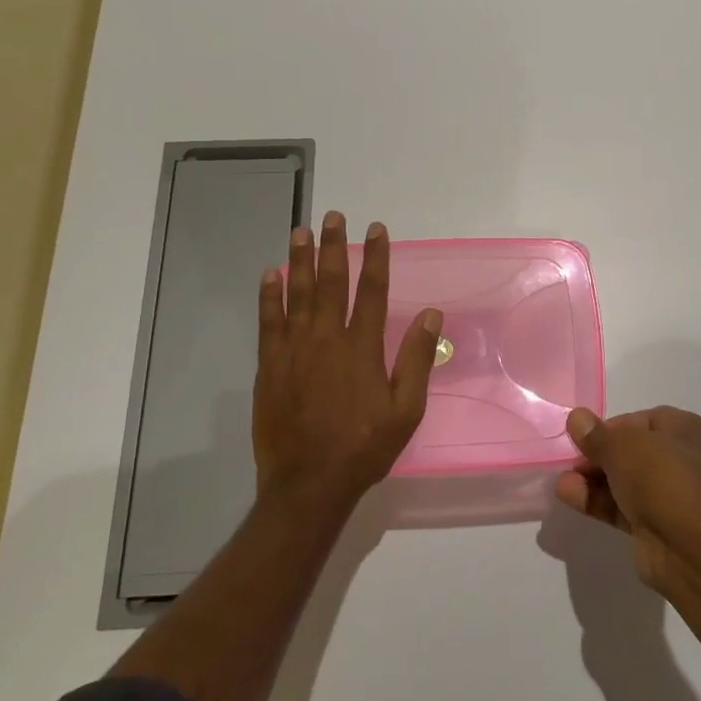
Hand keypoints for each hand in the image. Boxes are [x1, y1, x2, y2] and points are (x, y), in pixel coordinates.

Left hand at [254, 212, 441, 511]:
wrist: (308, 483)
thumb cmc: (364, 447)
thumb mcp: (405, 410)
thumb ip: (416, 359)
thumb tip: (432, 314)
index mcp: (362, 348)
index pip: (372, 290)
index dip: (375, 257)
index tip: (375, 229)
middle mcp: (326, 339)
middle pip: (331, 282)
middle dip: (334, 247)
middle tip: (332, 217)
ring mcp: (294, 350)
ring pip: (297, 294)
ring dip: (300, 260)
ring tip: (300, 231)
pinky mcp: (270, 365)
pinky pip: (268, 321)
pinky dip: (269, 296)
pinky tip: (270, 275)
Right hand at [555, 406, 700, 588]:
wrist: (688, 546)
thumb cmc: (660, 477)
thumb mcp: (621, 446)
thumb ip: (596, 434)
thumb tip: (576, 418)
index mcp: (683, 430)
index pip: (640, 421)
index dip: (610, 427)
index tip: (585, 436)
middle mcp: (680, 459)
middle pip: (629, 452)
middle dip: (597, 456)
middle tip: (570, 460)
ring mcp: (667, 495)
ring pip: (623, 481)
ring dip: (591, 480)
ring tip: (561, 481)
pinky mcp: (654, 526)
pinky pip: (620, 507)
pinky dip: (596, 500)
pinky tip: (568, 495)